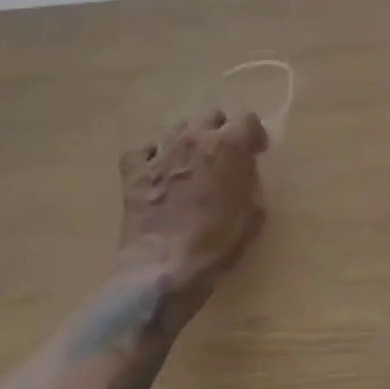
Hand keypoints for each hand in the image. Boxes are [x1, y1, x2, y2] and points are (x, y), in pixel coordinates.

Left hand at [118, 113, 267, 301]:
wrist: (164, 270)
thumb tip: (244, 174)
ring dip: (188, 141)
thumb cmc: (217, 243)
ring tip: (190, 163)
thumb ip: (250, 183)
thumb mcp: (253, 214)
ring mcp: (161, 153)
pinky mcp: (134, 173)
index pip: (248, 120)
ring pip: (178, 129)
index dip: (254, 136)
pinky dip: (150, 157)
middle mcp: (195, 139)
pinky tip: (156, 172)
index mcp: (229, 145)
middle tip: (222, 158)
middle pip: (211, 118)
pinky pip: (140, 152)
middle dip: (220, 133)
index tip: (256, 153)